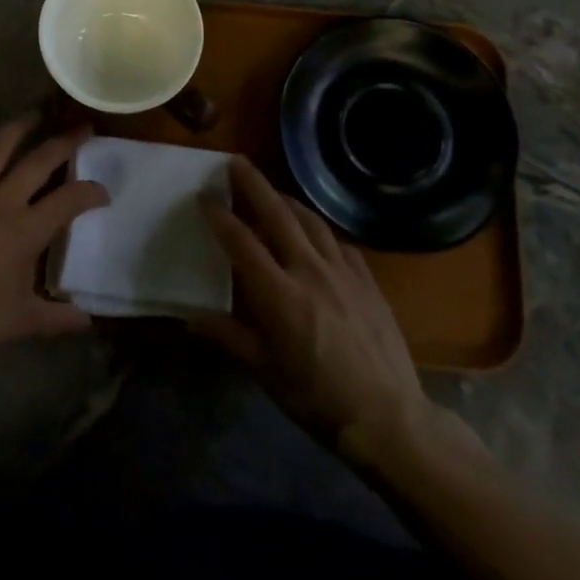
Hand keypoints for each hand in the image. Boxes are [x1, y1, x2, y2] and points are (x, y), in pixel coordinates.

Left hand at [0, 114, 108, 363]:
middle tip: (81, 128)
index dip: (91, 192)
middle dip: (64, 142)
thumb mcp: (19, 322)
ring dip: (17, 128)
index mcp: (24, 230)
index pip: (68, 201)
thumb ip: (57, 319)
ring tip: (32, 115)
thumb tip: (88, 320)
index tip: (103, 192)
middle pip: (38, 161)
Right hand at [193, 159, 483, 474]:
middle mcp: (310, 271)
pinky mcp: (368, 281)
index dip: (220, 216)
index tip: (204, 196)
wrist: (388, 417)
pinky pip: (339, 243)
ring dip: (287, 200)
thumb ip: (228, 336)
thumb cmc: (317, 398)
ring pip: (311, 221)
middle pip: (278, 215)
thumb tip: (190, 316)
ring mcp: (343, 272)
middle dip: (254, 185)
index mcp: (279, 294)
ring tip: (272, 190)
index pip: (242, 242)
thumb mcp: (265, 371)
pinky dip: (320, 230)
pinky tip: (316, 234)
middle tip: (236, 162)